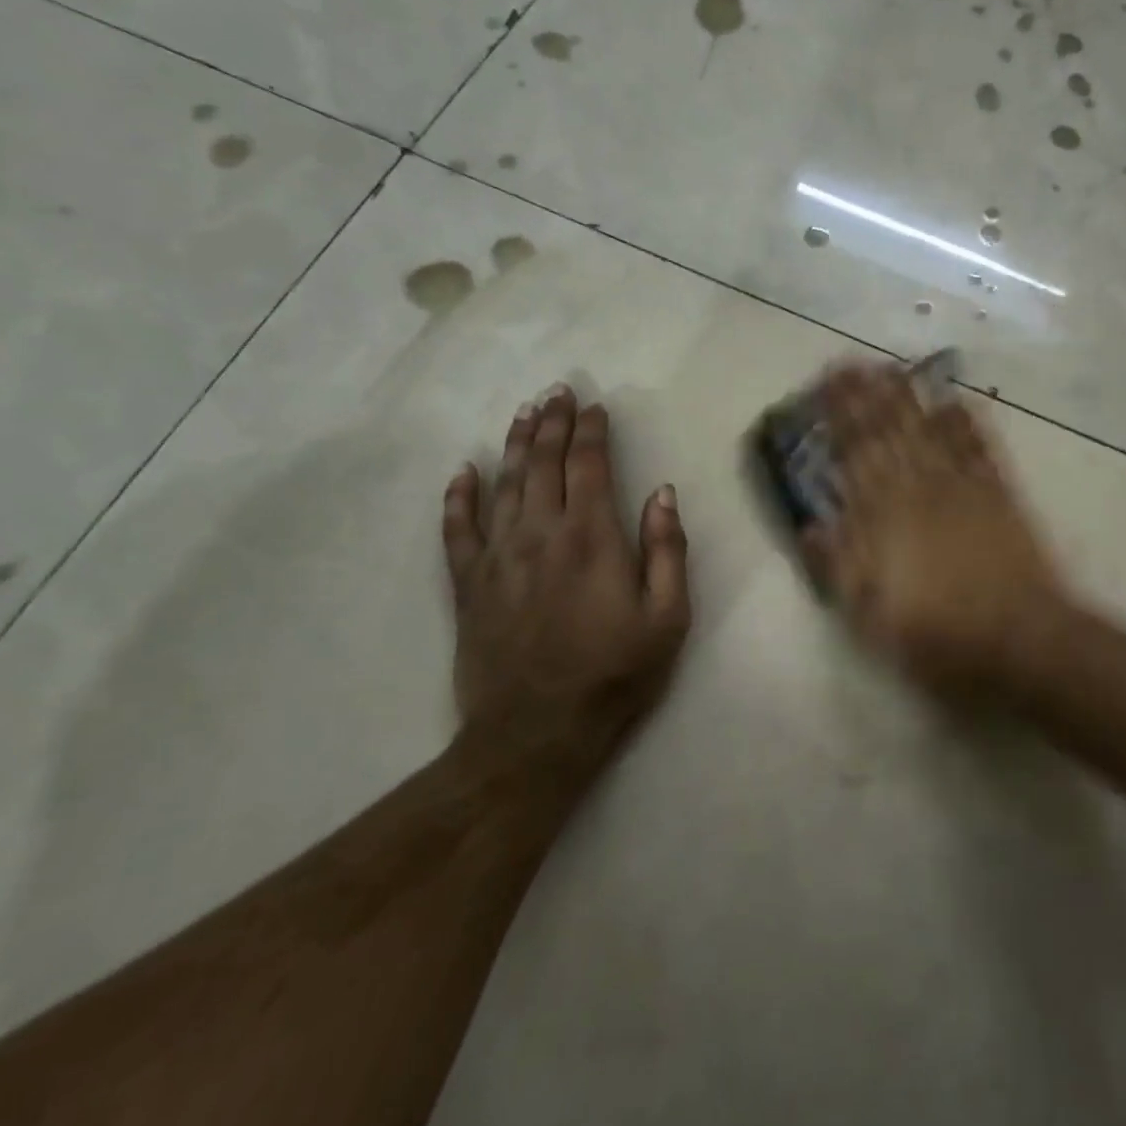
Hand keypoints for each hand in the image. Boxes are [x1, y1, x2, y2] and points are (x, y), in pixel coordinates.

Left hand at [442, 384, 690, 784]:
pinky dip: (458, 498)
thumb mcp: (668, 618)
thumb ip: (667, 550)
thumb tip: (662, 493)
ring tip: (523, 413)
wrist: (536, 734)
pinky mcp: (469, 586)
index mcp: (592, 538)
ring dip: (514, 445)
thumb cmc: (614, 674)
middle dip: (552, 423)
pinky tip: (463, 472)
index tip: (595, 406)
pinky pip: (457, 531)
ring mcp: (498, 558)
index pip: (589, 466)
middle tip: (556, 391)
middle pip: (542, 464)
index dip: (592, 431)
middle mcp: (540, 534)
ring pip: (503, 485)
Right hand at [803, 362, 1068, 698]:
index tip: (826, 385)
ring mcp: (962, 488)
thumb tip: (810, 526)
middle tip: (853, 361)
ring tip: (892, 367)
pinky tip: (955, 399)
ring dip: (908, 397)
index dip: (839, 417)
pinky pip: (977, 448)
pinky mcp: (998, 495)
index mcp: (883, 518)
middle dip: (868, 395)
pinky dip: (966, 422)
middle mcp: (919, 490)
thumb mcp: (869, 616)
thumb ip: (837, 567)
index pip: (855, 455)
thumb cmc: (936, 635)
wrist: (1018, 640)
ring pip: (928, 430)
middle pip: (889, 433)